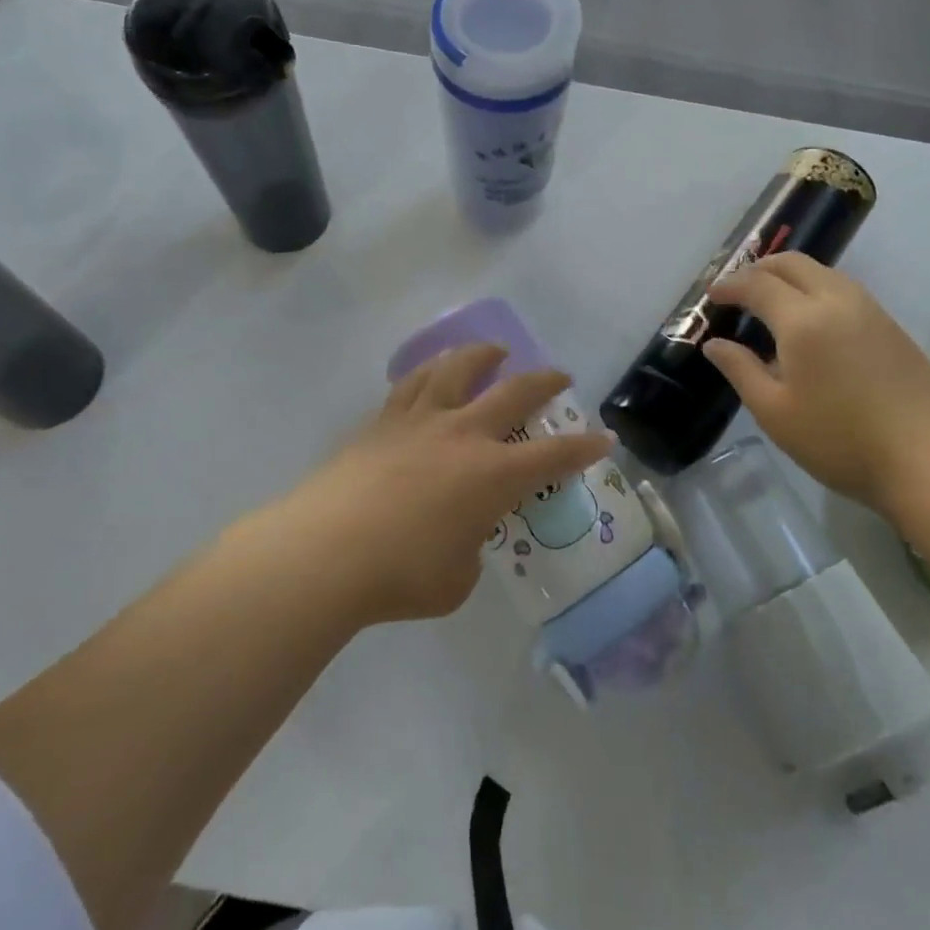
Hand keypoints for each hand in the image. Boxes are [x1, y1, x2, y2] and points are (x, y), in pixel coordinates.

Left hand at [266, 343, 611, 626]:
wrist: (325, 552)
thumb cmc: (400, 575)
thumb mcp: (455, 579)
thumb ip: (469, 549)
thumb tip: (460, 534)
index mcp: (491, 474)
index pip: (552, 456)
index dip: (583, 448)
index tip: (603, 437)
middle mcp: (461, 434)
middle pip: (512, 392)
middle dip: (543, 382)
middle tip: (558, 375)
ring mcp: (419, 421)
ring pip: (456, 369)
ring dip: (481, 355)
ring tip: (491, 351)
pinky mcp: (380, 422)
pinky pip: (412, 383)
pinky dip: (430, 372)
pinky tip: (430, 373)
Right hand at [702, 252, 929, 512]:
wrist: (924, 460)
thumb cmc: (838, 440)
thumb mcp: (774, 412)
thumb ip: (740, 370)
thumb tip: (714, 344)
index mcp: (803, 320)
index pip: (757, 284)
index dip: (729, 285)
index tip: (711, 296)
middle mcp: (836, 301)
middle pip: (792, 263)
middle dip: (759, 268)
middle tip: (738, 289)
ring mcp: (870, 310)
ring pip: (822, 271)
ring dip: (790, 276)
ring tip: (772, 300)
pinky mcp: (891, 325)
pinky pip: (844, 289)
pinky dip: (817, 289)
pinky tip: (812, 321)